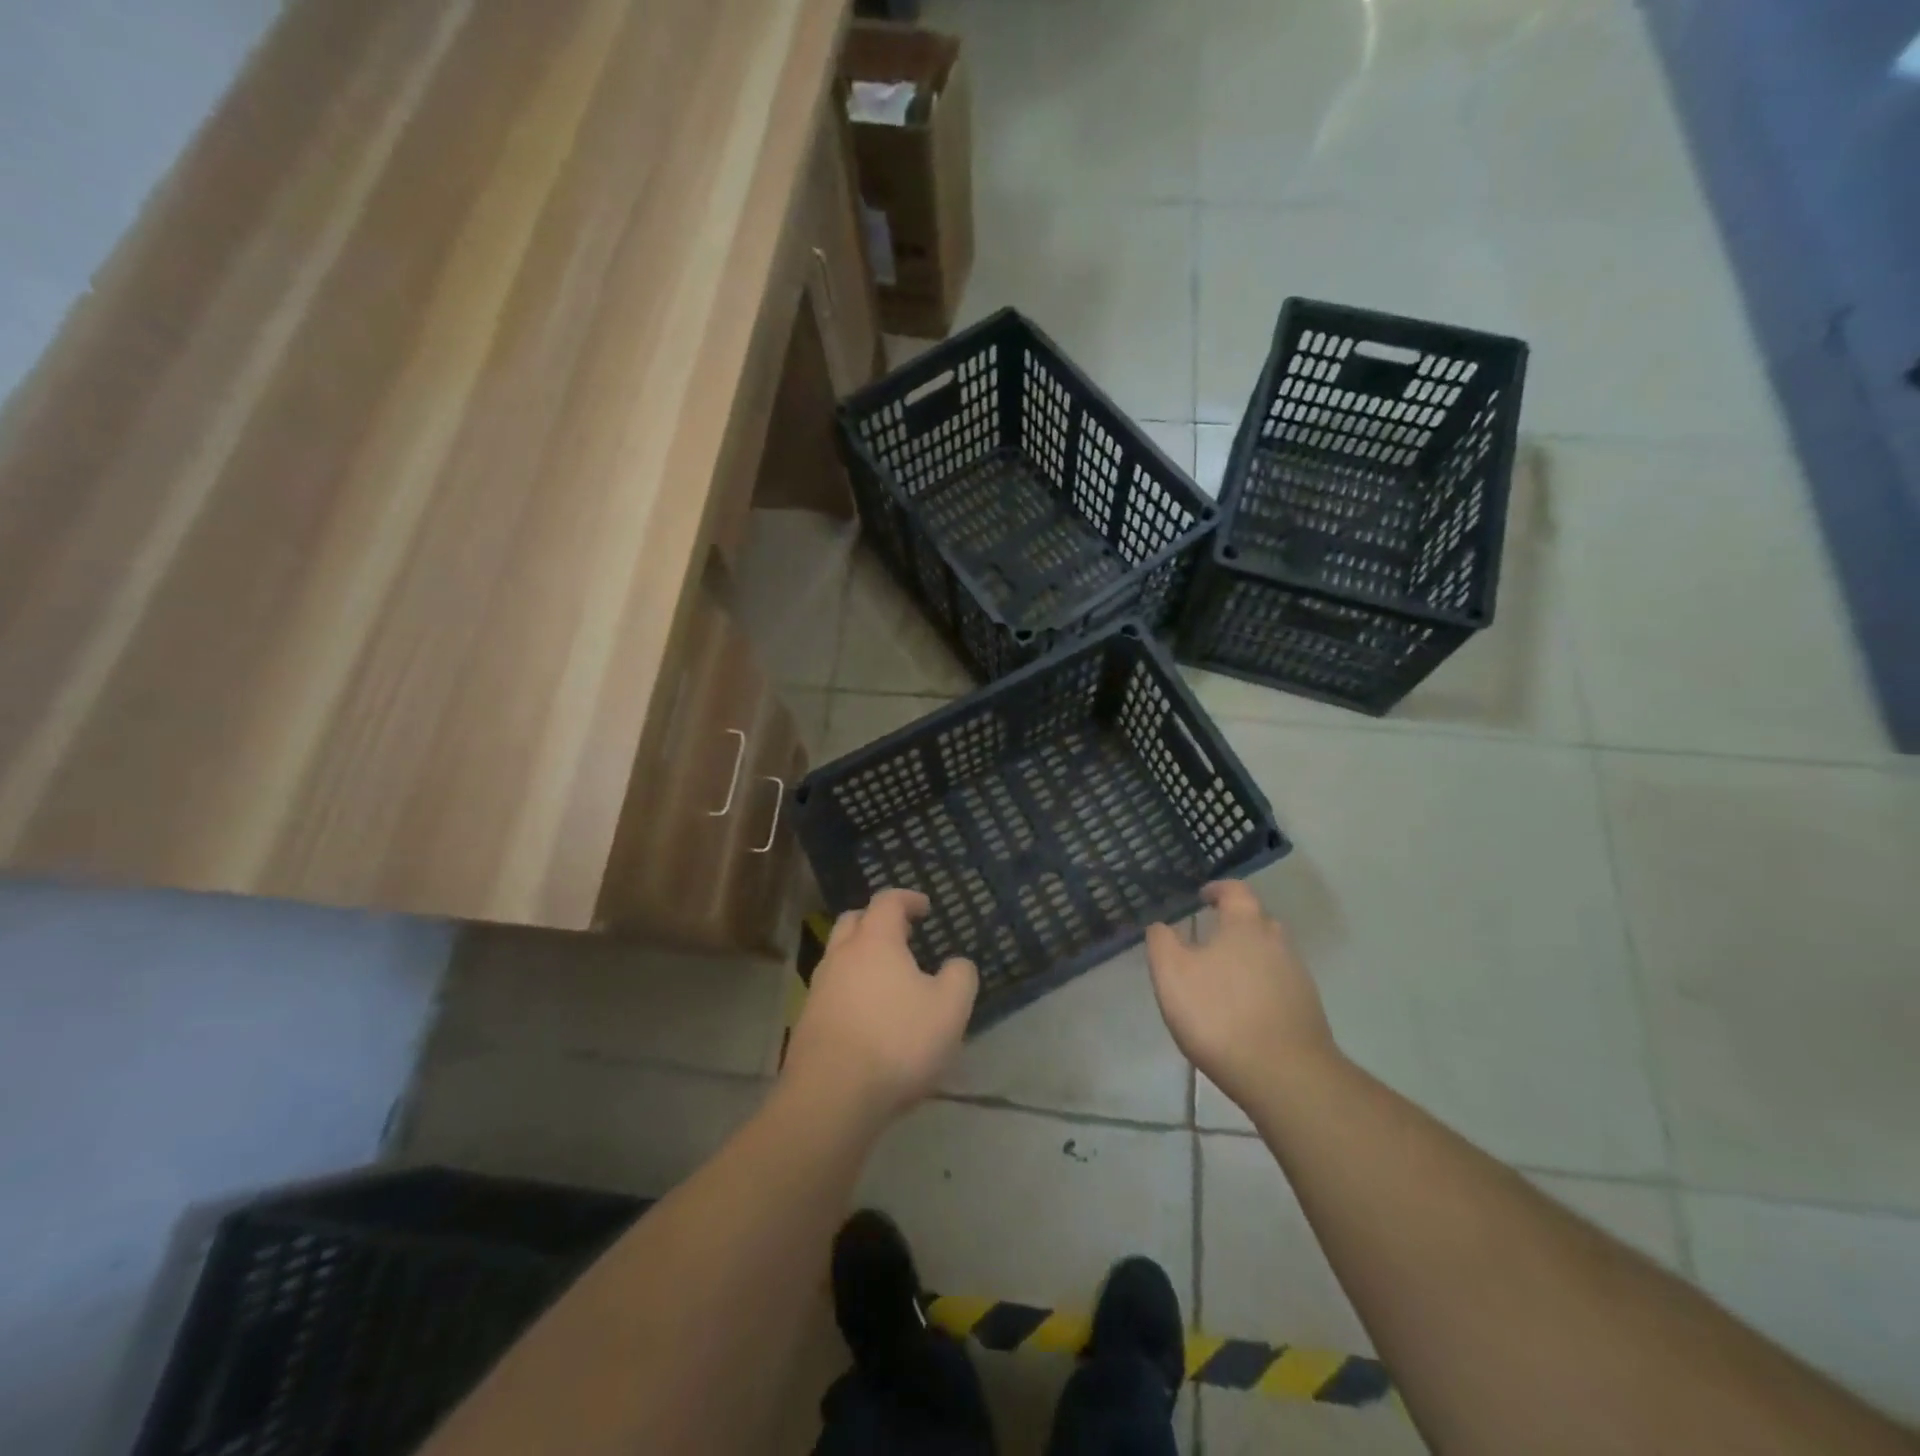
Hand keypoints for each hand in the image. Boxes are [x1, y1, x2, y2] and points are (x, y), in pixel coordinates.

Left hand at [782, 889, 977, 1128]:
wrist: (831, 1097)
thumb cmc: (897, 1042)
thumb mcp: (949, 1009)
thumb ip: (960, 977)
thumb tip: (957, 964)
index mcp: (875, 941)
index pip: (887, 901)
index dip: (908, 899)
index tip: (925, 907)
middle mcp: (841, 956)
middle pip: (854, 921)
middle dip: (877, 921)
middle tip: (902, 935)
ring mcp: (818, 989)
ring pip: (839, 957)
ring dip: (862, 958)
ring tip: (889, 979)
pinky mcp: (807, 1022)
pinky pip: (832, 991)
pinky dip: (851, 990)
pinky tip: (870, 1017)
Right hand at [1146, 880, 1337, 1110]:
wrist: (1285, 1076)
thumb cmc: (1219, 1014)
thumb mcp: (1172, 974)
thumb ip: (1162, 943)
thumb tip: (1161, 926)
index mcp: (1245, 926)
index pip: (1236, 891)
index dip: (1218, 889)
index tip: (1202, 896)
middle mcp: (1277, 943)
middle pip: (1258, 921)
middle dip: (1236, 923)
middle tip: (1210, 937)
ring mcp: (1298, 977)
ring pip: (1271, 954)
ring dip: (1249, 957)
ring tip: (1223, 977)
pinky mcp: (1307, 1010)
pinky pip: (1280, 984)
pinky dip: (1261, 986)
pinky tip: (1243, 1009)